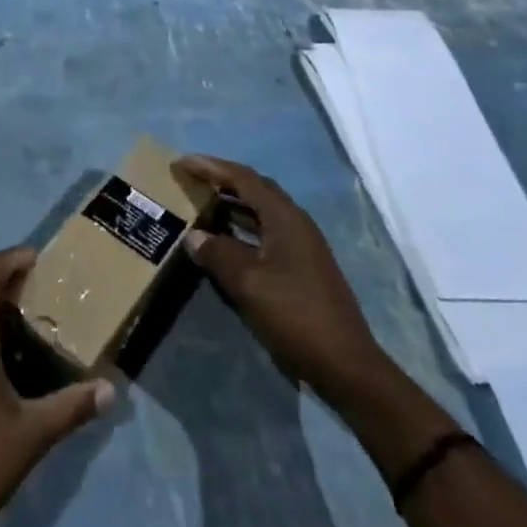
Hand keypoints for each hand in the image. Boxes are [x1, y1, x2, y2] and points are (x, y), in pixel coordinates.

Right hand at [178, 156, 381, 405]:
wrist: (344, 364)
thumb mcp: (248, 282)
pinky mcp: (301, 267)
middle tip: (190, 180)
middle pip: (254, 190)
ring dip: (231, 207)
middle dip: (221, 181)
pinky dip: (241, 230)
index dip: (211, 167)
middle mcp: (295, 222)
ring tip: (200, 207)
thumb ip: (218, 253)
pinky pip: (264, 234)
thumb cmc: (294, 314)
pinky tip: (223, 243)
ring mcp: (301, 245)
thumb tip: (194, 236)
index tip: (182, 162)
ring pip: (260, 213)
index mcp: (285, 217)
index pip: (243, 178)